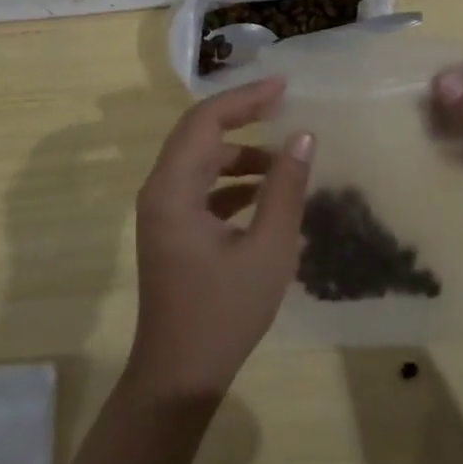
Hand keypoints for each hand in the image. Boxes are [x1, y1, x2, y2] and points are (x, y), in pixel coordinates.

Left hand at [128, 77, 313, 399]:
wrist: (178, 377)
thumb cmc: (223, 315)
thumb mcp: (267, 250)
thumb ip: (285, 189)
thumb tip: (303, 137)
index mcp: (173, 190)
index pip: (205, 121)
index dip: (244, 98)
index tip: (283, 86)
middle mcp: (160, 190)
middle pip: (198, 133)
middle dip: (241, 115)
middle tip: (284, 104)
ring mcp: (162, 210)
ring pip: (200, 160)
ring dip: (239, 152)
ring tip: (284, 157)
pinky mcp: (172, 228)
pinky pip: (200, 186)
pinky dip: (231, 180)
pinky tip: (265, 192)